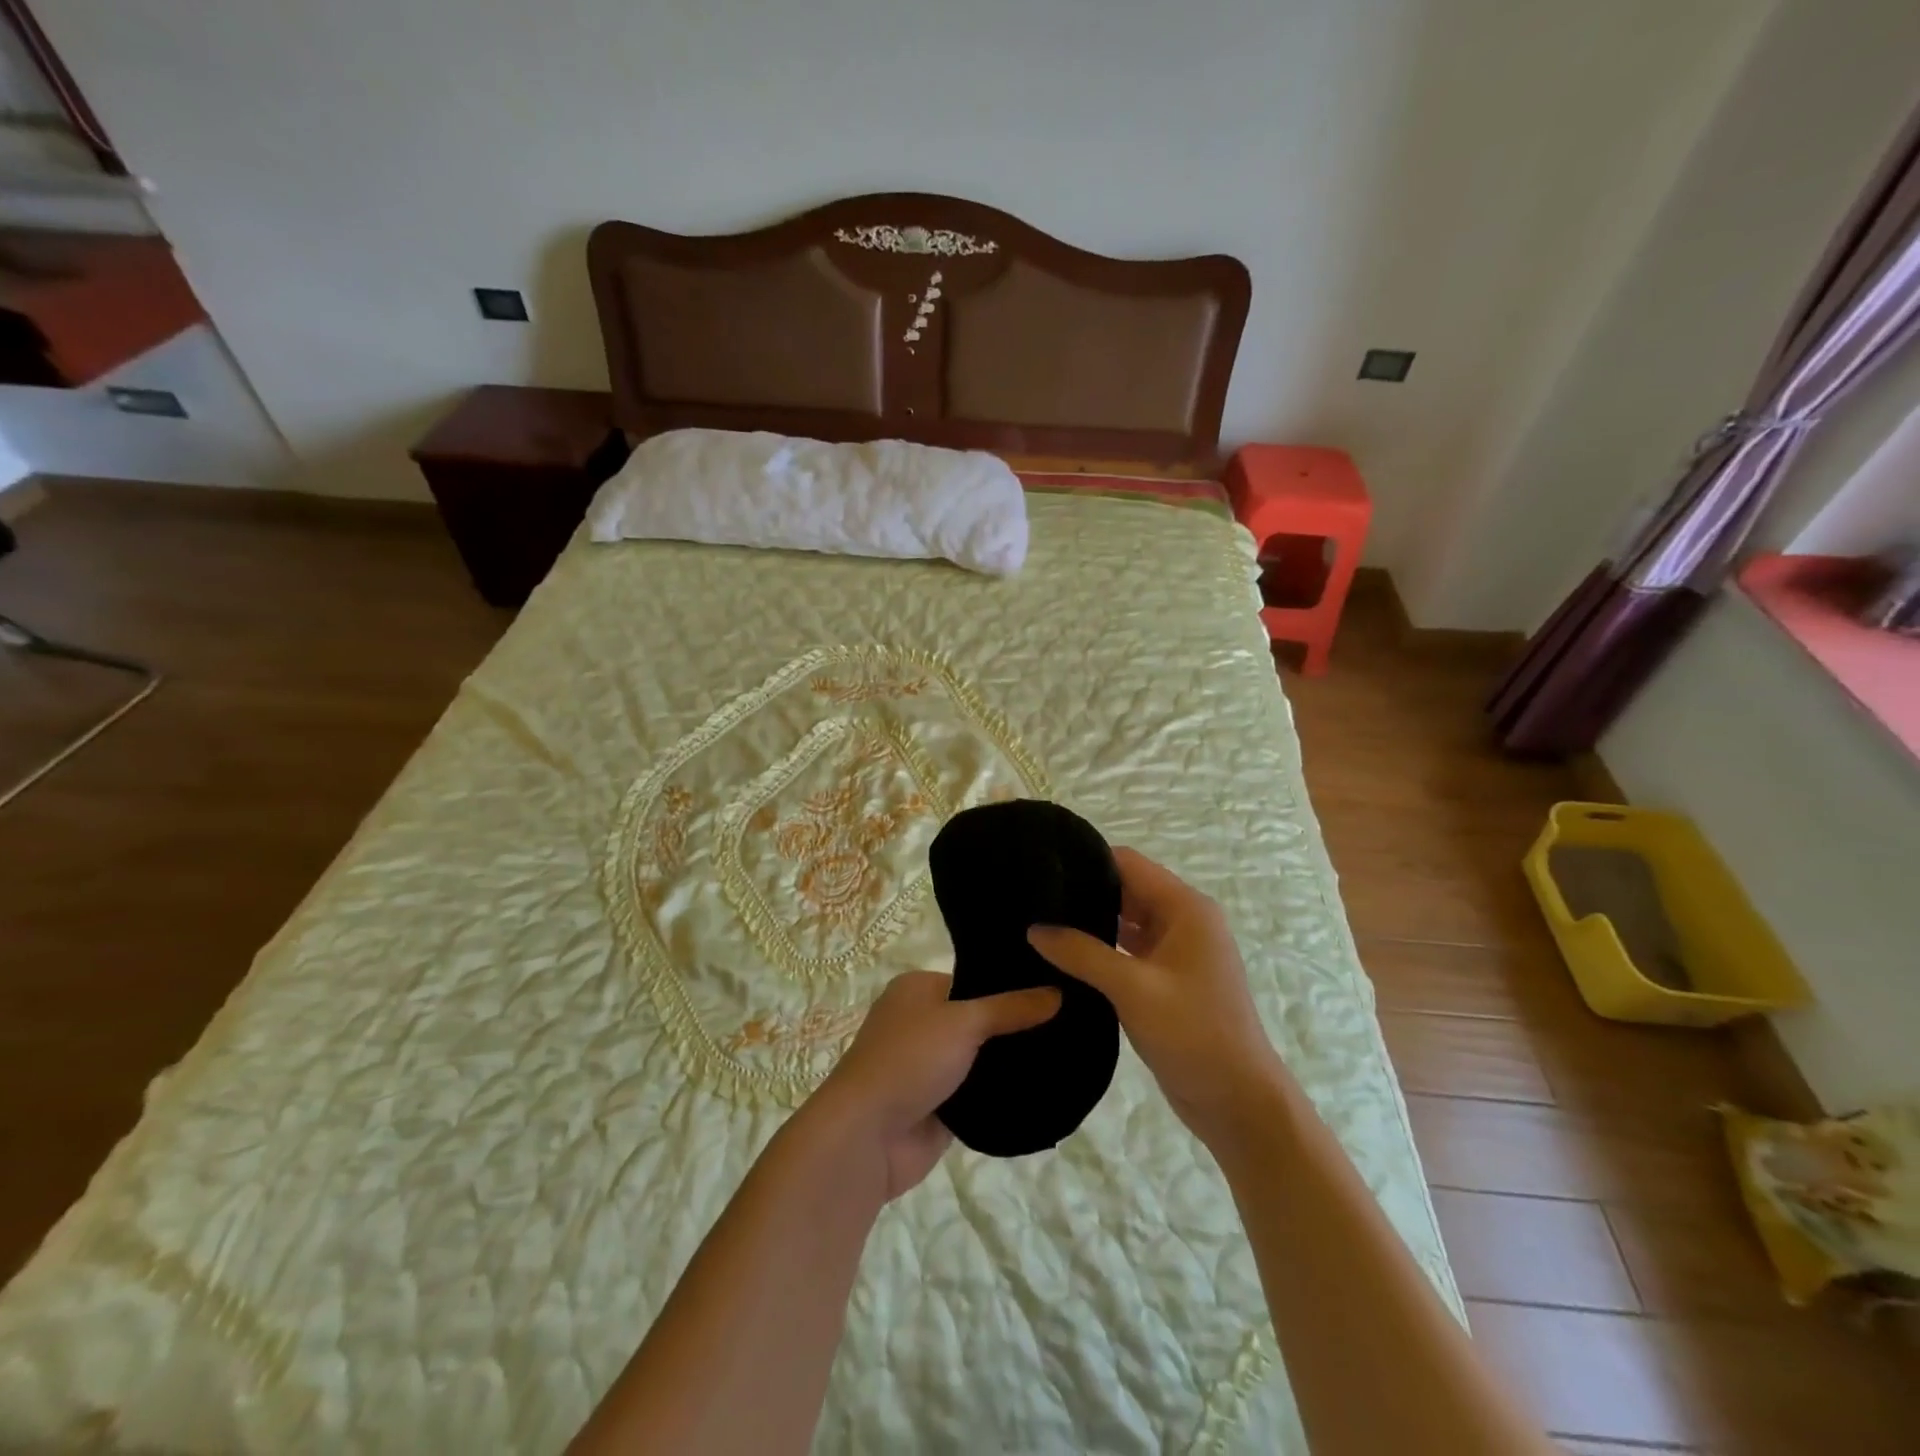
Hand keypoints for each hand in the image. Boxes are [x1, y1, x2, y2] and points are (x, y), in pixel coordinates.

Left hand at [808, 971, 1059, 1198]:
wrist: (867, 1137)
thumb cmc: (908, 1060)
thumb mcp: (963, 1021)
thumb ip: (1011, 1008)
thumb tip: (1059, 992)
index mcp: (917, 989)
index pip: (974, 979)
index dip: (1011, 984)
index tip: (1056, 987)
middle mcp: (921, 1022)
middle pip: (979, 1018)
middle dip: (1016, 1025)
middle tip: (1071, 1022)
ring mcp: (929, 1066)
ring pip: (981, 1058)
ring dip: (1010, 1062)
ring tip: (1067, 1052)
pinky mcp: (939, 1106)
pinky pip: (978, 1093)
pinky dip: (1002, 1093)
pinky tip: (1045, 1087)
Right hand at [1028, 849, 1287, 1147]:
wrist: (1238, 1103)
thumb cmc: (1194, 1034)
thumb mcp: (1133, 989)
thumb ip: (1082, 954)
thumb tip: (1034, 928)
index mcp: (1186, 908)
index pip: (1128, 863)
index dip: (1087, 860)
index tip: (1042, 866)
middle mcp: (1183, 920)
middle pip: (1126, 889)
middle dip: (1084, 892)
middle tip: (1033, 898)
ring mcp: (1176, 951)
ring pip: (1125, 921)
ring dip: (1091, 922)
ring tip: (1040, 923)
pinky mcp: (1166, 979)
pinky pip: (1128, 950)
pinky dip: (1101, 950)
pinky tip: (1063, 957)